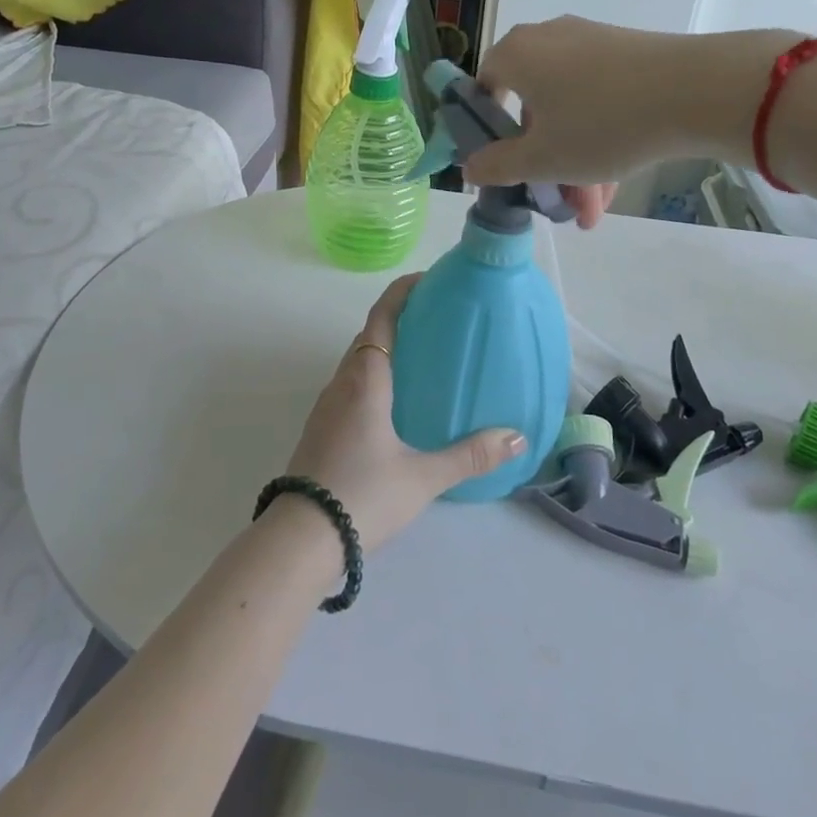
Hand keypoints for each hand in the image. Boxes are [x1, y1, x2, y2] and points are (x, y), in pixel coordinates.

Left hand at [285, 274, 526, 551]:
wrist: (300, 537)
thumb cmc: (363, 495)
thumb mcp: (423, 477)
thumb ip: (470, 456)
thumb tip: (517, 437)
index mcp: (366, 379)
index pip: (382, 316)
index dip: (403, 291)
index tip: (429, 279)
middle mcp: (342, 382)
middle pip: (370, 334)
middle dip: (401, 320)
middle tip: (439, 321)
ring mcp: (327, 405)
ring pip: (358, 362)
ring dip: (386, 349)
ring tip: (424, 359)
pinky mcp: (321, 428)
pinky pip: (351, 386)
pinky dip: (375, 377)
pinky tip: (397, 404)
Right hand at [465, 18, 790, 191]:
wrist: (697, 91)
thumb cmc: (601, 124)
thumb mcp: (541, 158)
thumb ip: (497, 165)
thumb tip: (468, 168)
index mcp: (517, 55)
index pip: (483, 87)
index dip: (486, 131)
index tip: (502, 166)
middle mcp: (549, 40)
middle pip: (532, 108)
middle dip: (542, 161)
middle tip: (554, 200)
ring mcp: (593, 44)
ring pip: (570, 111)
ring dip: (575, 162)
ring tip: (593, 211)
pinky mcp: (630, 54)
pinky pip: (600, 101)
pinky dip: (600, 140)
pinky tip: (614, 187)